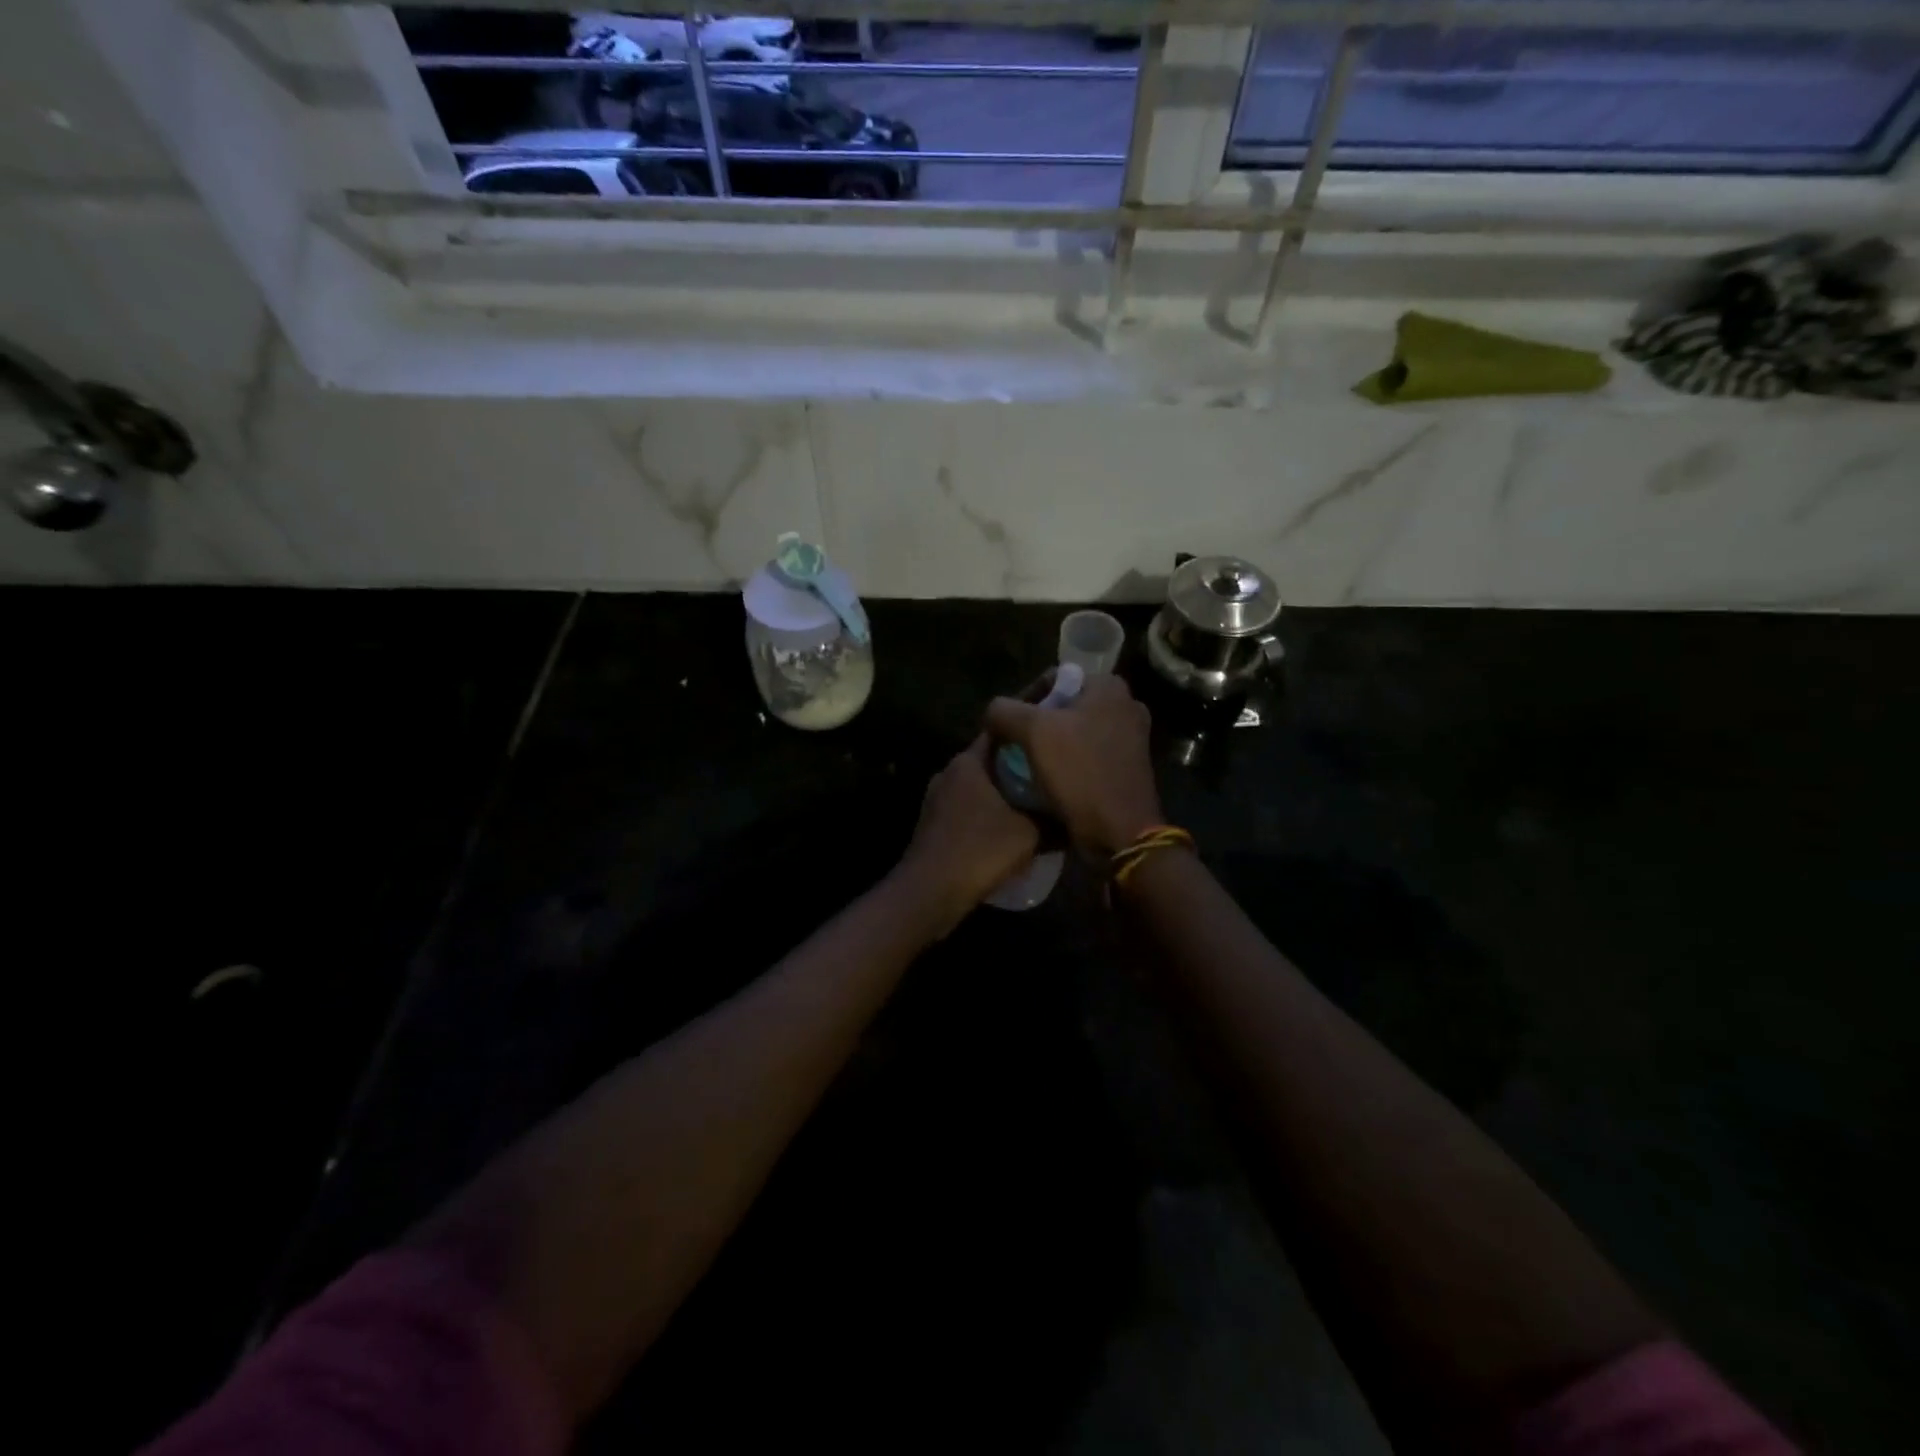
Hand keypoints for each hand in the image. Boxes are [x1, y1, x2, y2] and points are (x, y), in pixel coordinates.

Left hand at [895, 736, 1040, 935]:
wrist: (929, 892)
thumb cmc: (980, 850)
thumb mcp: (1030, 834)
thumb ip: (1055, 820)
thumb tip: (1075, 817)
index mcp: (967, 762)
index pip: (1001, 732)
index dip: (1028, 736)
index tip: (1052, 745)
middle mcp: (948, 772)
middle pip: (991, 761)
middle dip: (1019, 769)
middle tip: (1051, 780)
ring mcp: (936, 799)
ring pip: (979, 787)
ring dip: (1002, 796)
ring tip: (1034, 808)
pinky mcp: (932, 823)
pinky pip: (967, 809)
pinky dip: (987, 815)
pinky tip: (1006, 832)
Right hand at [985, 673, 1161, 855]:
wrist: (1120, 832)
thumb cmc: (1080, 773)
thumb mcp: (1033, 732)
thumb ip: (1004, 711)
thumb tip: (992, 713)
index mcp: (1110, 687)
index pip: (1054, 679)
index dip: (1023, 699)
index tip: (1006, 728)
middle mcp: (1126, 706)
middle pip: (1064, 707)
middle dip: (1036, 726)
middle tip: (1013, 748)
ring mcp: (1131, 739)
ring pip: (1074, 734)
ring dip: (1049, 748)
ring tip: (1025, 767)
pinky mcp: (1128, 768)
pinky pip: (1087, 756)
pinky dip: (1067, 765)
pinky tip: (1048, 782)